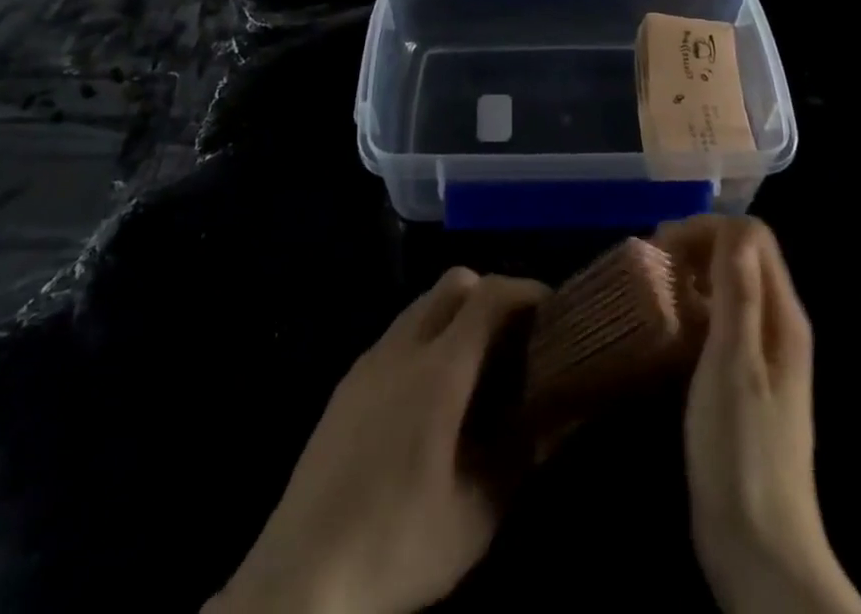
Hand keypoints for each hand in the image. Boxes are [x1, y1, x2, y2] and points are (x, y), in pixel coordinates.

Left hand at [206, 267, 548, 613]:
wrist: (299, 577)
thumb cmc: (397, 545)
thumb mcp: (476, 515)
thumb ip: (522, 456)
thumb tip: (560, 416)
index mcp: (439, 370)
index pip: (490, 295)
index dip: (526, 290)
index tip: (553, 309)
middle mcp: (403, 347)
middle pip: (455, 283)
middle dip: (492, 294)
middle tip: (516, 338)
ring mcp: (369, 360)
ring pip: (423, 304)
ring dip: (458, 314)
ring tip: (478, 367)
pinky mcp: (347, 381)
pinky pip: (398, 333)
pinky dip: (427, 337)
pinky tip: (431, 396)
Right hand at [655, 216, 860, 613]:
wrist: (760, 549)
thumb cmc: (741, 451)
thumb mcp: (733, 364)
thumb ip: (738, 293)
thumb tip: (733, 229)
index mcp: (783, 316)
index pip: (752, 237)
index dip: (707, 229)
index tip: (663, 248)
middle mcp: (778, 325)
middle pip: (742, 255)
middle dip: (697, 245)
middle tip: (652, 264)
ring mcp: (763, 354)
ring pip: (730, 286)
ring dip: (693, 274)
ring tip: (653, 289)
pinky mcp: (744, 380)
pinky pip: (721, 320)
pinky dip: (694, 308)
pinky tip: (667, 328)